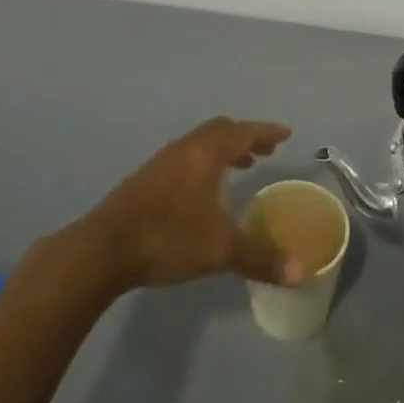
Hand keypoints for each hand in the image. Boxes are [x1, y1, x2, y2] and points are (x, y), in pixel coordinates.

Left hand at [80, 118, 303, 290]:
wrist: (103, 249)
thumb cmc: (168, 237)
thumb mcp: (220, 250)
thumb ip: (260, 258)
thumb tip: (300, 272)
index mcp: (206, 154)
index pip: (244, 132)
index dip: (266, 132)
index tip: (285, 134)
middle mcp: (185, 149)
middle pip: (220, 131)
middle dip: (245, 138)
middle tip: (263, 152)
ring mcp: (161, 162)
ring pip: (200, 144)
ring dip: (223, 150)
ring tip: (239, 168)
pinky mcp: (145, 179)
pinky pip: (185, 158)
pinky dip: (204, 163)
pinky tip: (203, 192)